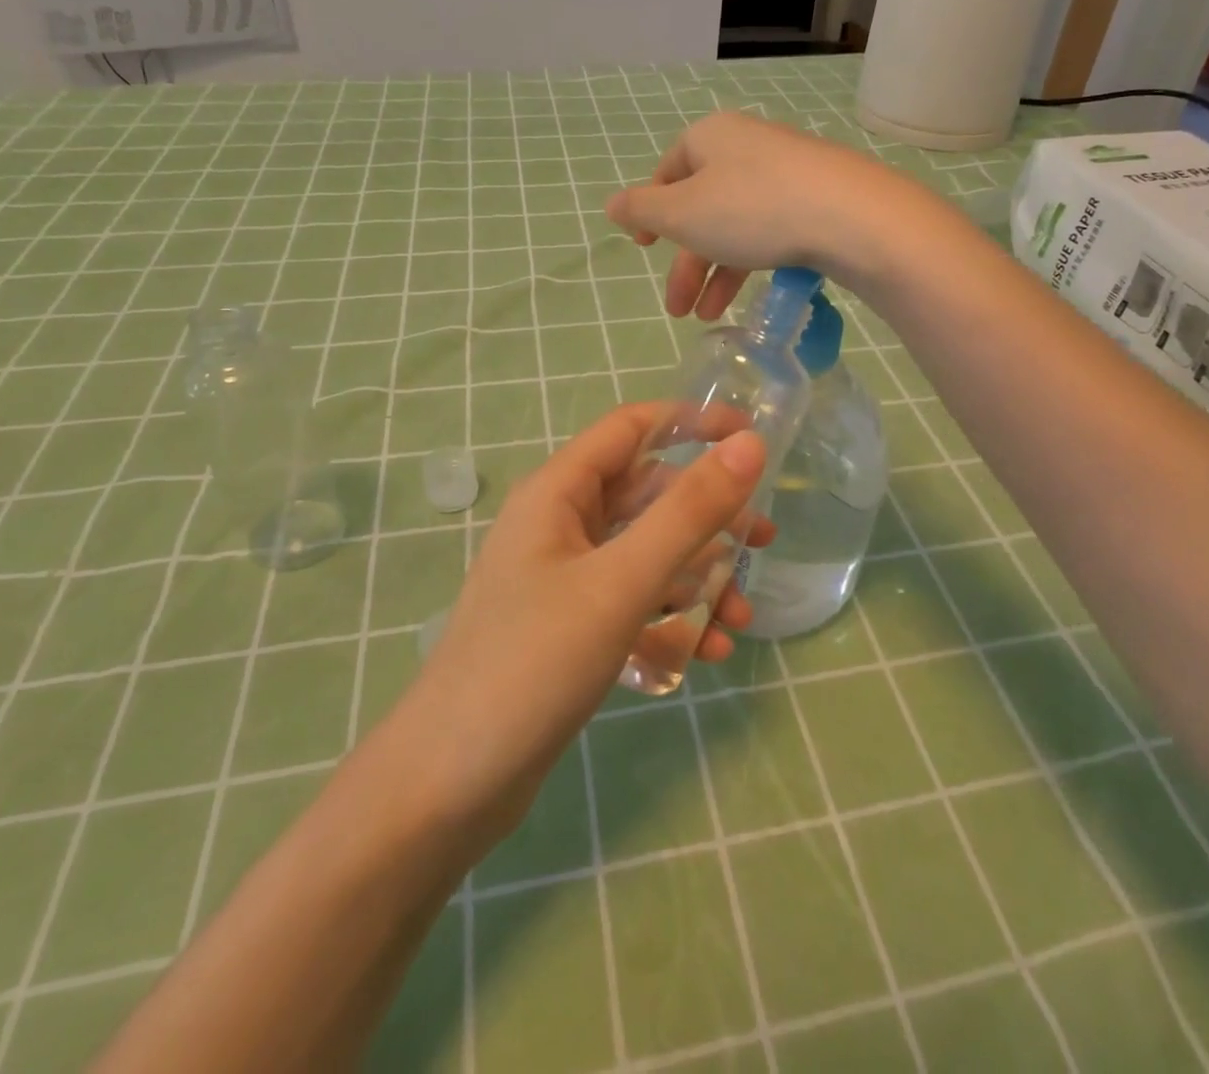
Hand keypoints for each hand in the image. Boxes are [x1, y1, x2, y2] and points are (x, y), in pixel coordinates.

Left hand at [391, 404, 770, 846]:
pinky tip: (704, 654)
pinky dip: (670, 618)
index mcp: (557, 494)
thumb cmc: (532, 664)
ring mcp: (561, 579)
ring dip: (696, 576)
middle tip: (762, 541)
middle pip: (645, 495)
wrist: (447, 786)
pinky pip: (631, 602)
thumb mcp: (620, 583)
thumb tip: (749, 445)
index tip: (752, 438)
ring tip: (740, 619)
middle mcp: (558, 525)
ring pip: (644, 554)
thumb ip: (688, 513)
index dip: (692, 423)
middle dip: (706, 516)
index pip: (631, 428)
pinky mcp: (568, 628)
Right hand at [604, 111, 938, 319]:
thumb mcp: (682, 214)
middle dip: (686, 263)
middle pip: (702, 206)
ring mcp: (786, 170)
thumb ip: (642, 211)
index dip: (652, 212)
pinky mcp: (817, 197)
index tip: (644, 248)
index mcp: (709, 138)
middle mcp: (746, 145)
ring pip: (736, 224)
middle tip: (676, 309)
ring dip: (717, 273)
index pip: (668, 172)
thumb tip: (612, 203)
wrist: (851, 216)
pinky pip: (771, 228)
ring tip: (708, 316)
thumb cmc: (752, 209)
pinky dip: (752, 262)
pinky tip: (749, 295)